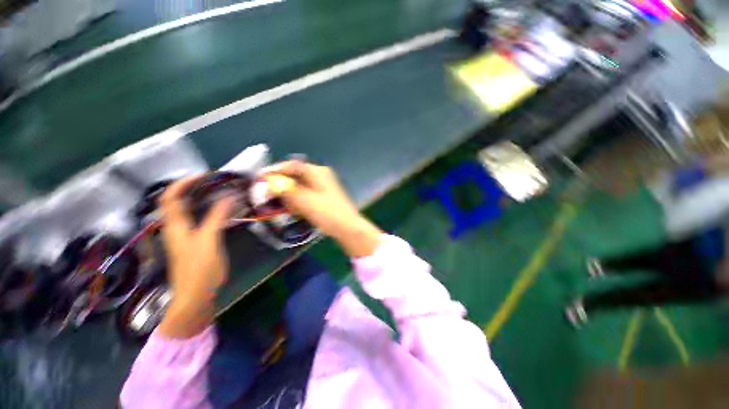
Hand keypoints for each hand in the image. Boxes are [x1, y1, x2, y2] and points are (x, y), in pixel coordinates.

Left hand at [157, 175, 233, 338]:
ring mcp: (184, 235)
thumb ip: (217, 217)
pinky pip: (198, 219)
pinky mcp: (194, 241)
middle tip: (215, 182)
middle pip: (177, 201)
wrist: (196, 295)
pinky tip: (221, 211)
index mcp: (175, 226)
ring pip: (188, 210)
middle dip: (193, 187)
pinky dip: (208, 210)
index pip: (171, 197)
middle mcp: (176, 227)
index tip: (205, 175)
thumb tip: (228, 196)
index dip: (184, 182)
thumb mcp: (209, 240)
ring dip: (201, 198)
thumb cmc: (200, 268)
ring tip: (220, 192)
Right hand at [265, 161, 382, 257]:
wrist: (347, 227)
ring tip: (276, 200)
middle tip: (266, 191)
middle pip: (296, 175)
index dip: (275, 171)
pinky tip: (291, 206)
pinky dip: (297, 198)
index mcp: (317, 172)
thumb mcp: (304, 201)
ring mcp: (323, 186)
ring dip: (288, 191)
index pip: (292, 165)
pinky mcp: (324, 196)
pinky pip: (306, 193)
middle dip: (281, 183)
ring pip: (300, 185)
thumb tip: (271, 181)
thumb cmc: (327, 212)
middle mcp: (321, 175)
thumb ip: (286, 190)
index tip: (261, 178)